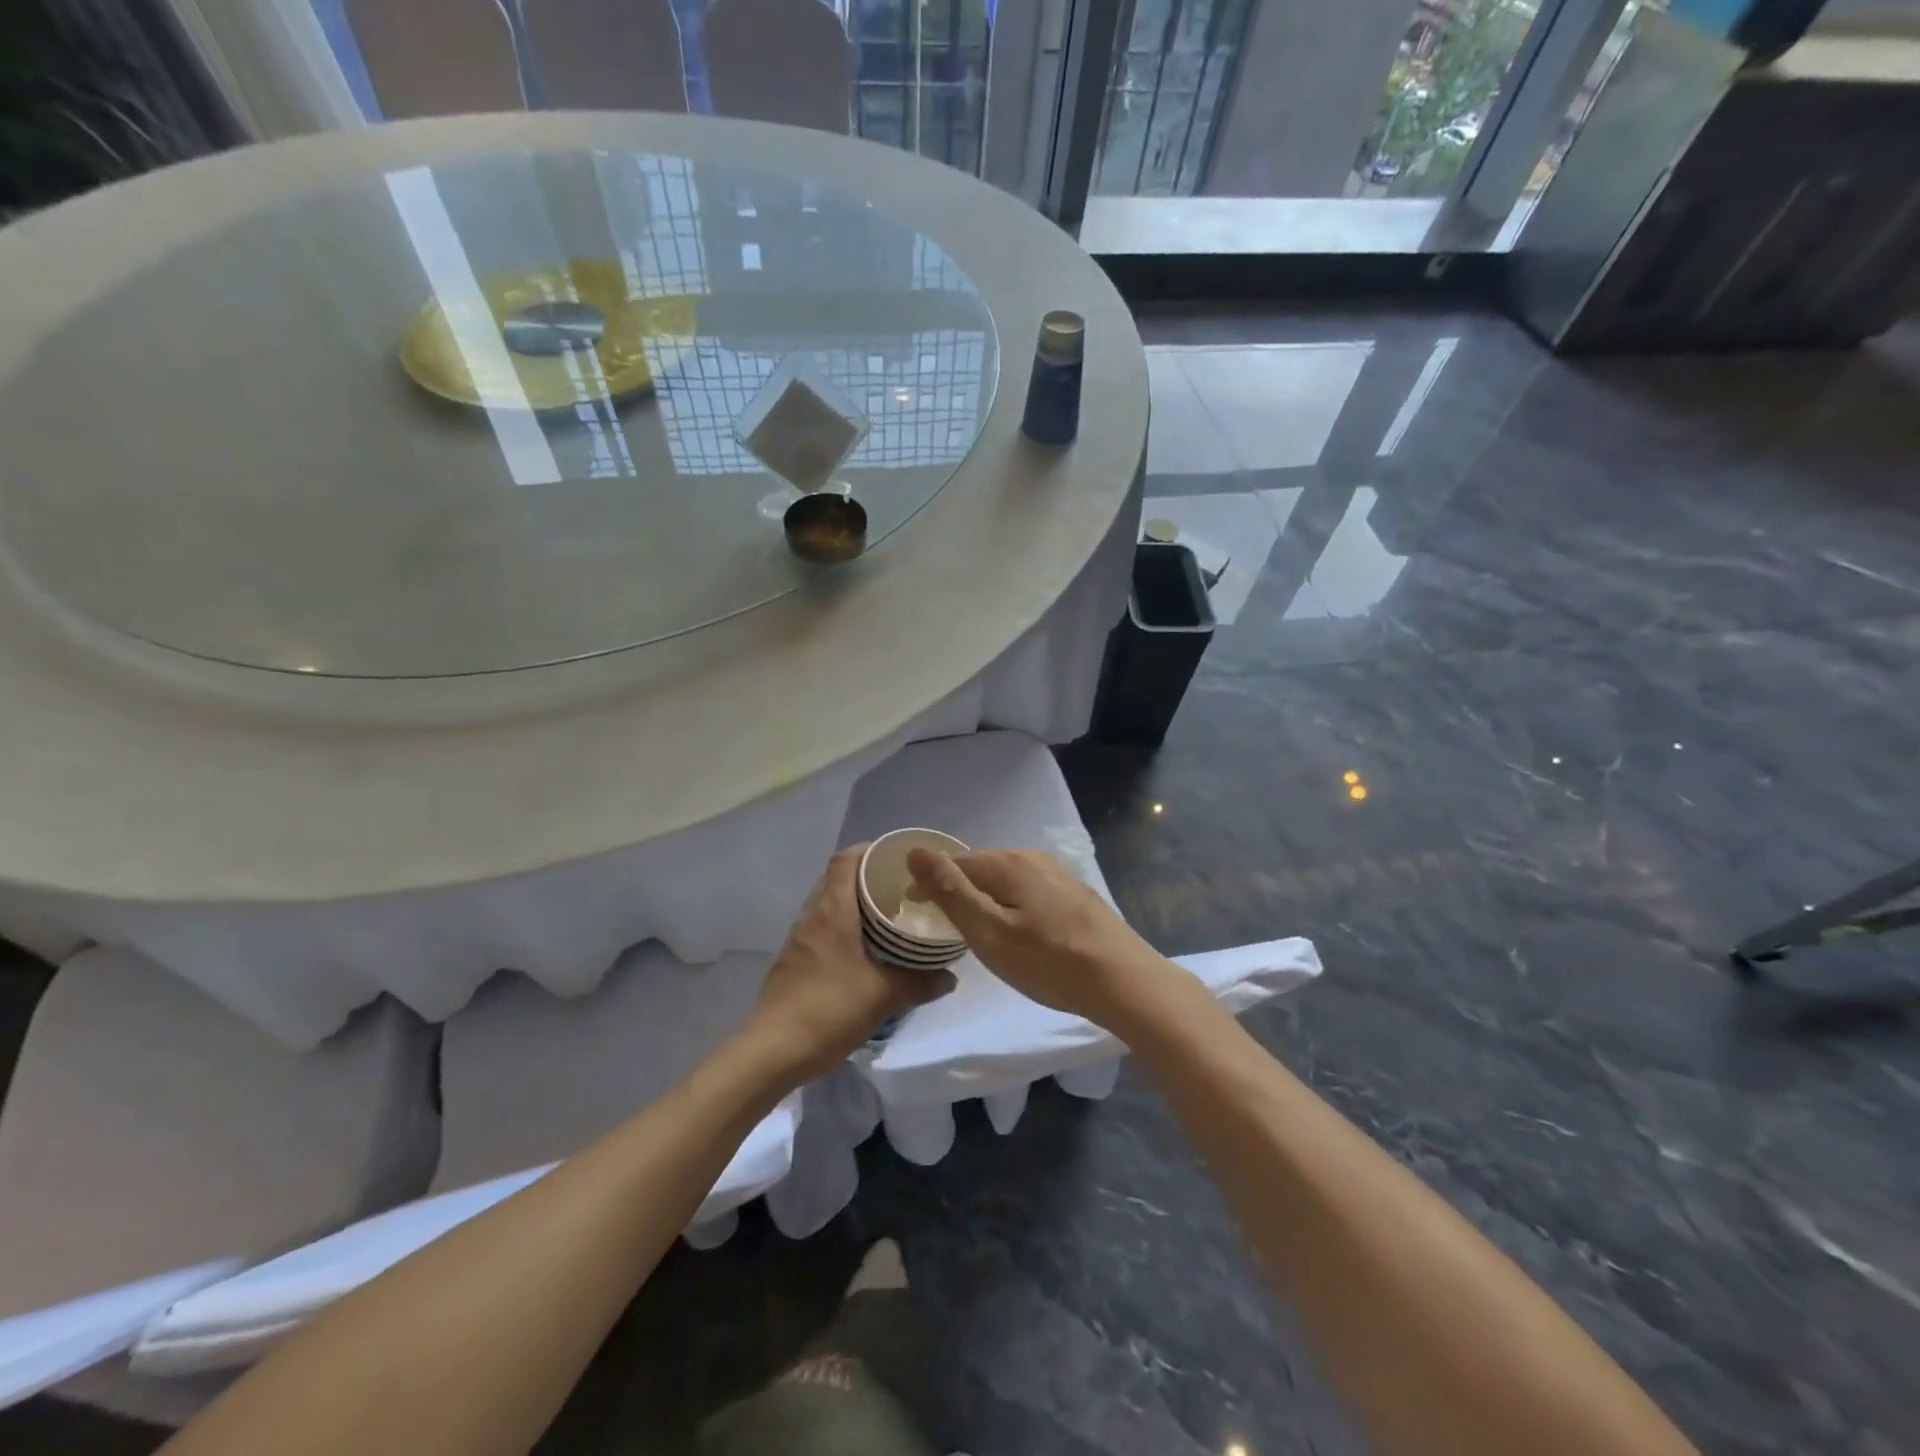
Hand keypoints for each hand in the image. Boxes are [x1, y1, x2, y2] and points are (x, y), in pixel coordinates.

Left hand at [741, 847, 954, 1086]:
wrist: (772, 1052)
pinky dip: (843, 928)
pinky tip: (863, 951)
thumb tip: (950, 977)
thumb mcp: (883, 996)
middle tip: (902, 888)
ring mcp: (798, 939)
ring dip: (855, 905)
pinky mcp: (793, 961)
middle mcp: (812, 916)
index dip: (870, 850)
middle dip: (868, 878)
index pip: (845, 859)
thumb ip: (920, 983)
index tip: (898, 857)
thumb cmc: (829, 1010)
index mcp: (832, 910)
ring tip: (887, 917)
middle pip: (837, 879)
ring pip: (829, 905)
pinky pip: (821, 929)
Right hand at [905, 847, 1175, 1028]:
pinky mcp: (1076, 895)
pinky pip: (1030, 892)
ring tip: (982, 934)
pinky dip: (1014, 907)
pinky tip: (1022, 934)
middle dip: (961, 891)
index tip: (921, 916)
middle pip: (983, 868)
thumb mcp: (989, 933)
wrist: (1124, 981)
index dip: (932, 886)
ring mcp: (1059, 875)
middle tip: (950, 930)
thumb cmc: (1049, 962)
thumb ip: (951, 892)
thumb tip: (915, 852)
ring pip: (1008, 881)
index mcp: (1009, 863)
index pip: (956, 862)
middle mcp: (1033, 858)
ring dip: (989, 900)